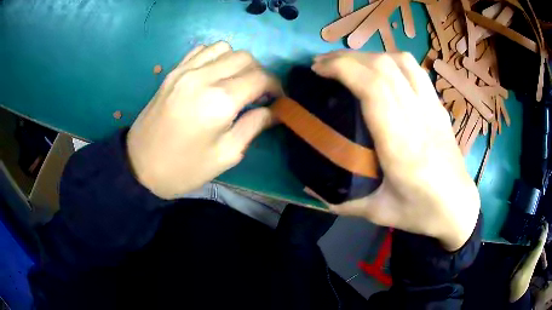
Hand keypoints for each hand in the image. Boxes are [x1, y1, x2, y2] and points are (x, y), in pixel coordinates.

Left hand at [127, 42, 280, 198]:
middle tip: (259, 93)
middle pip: (245, 58)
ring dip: (237, 62)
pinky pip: (201, 50)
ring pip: (224, 48)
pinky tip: (214, 73)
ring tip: (236, 81)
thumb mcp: (226, 155)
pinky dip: (215, 56)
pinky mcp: (173, 72)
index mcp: (219, 102)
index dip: (275, 86)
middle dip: (259, 72)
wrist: (140, 166)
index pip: (260, 78)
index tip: (277, 99)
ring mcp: (185, 70)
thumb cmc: (184, 168)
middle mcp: (203, 77)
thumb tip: (274, 111)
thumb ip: (253, 127)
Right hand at [309, 51, 479, 250]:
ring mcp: (432, 108)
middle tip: (322, 64)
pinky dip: (391, 60)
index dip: (343, 69)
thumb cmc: (422, 213)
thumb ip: (342, 201)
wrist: (459, 208)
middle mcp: (419, 118)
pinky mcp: (438, 106)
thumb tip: (309, 187)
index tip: (318, 70)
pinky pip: (415, 69)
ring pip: (400, 62)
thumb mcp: (378, 213)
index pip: (374, 88)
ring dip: (369, 55)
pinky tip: (380, 69)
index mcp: (402, 146)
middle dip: (347, 58)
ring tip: (348, 63)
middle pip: (383, 67)